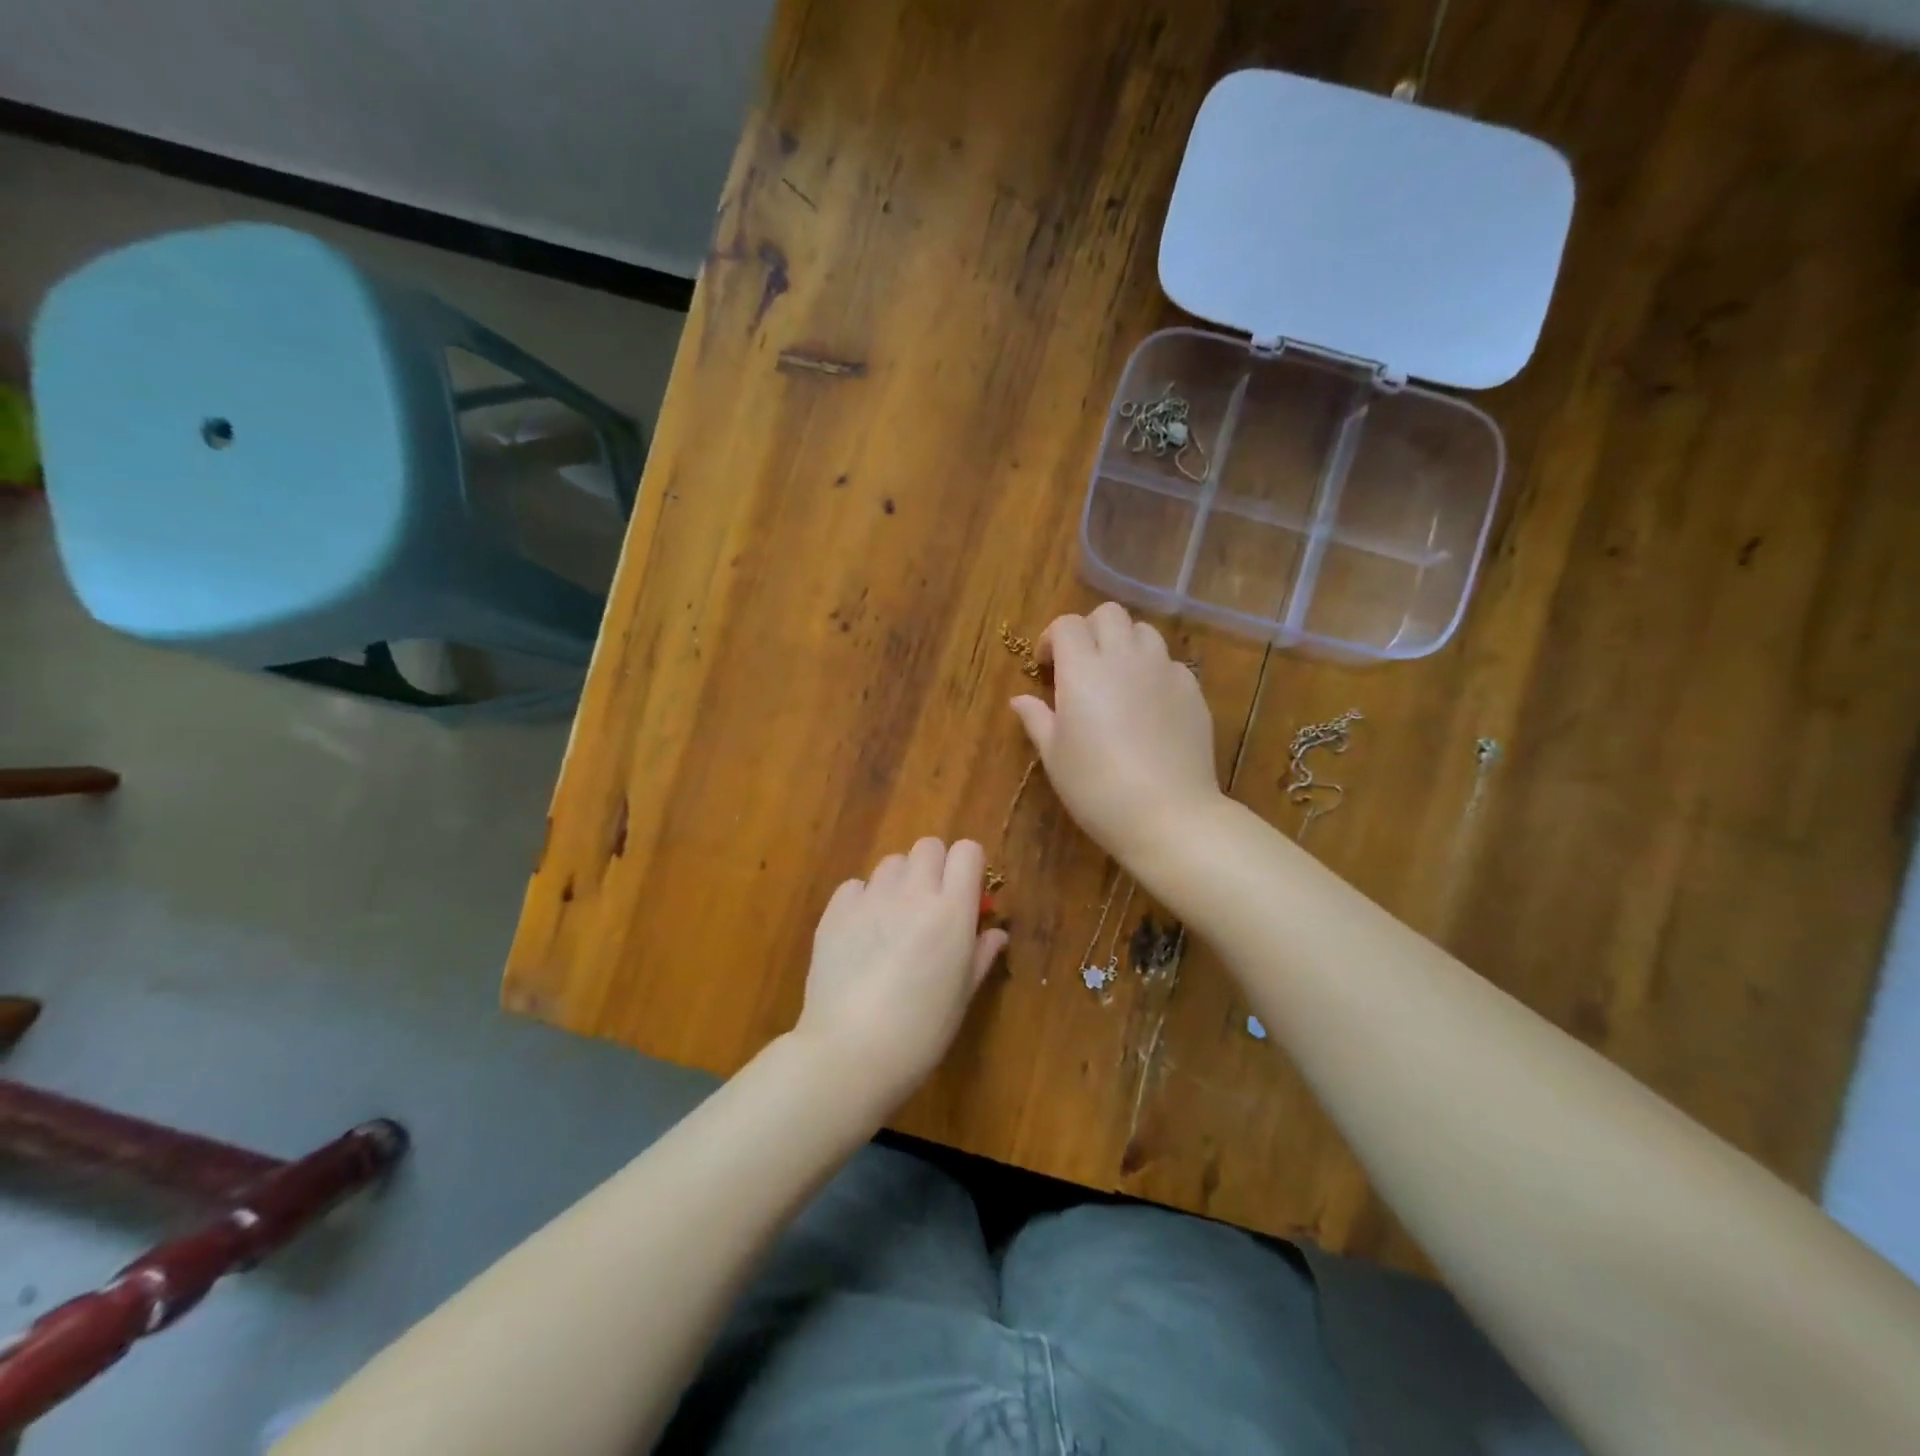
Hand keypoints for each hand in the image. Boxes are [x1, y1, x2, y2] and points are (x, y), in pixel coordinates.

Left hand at [794, 838, 1007, 1111]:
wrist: (850, 1053)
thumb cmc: (920, 1033)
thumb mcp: (961, 997)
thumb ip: (980, 955)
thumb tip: (995, 932)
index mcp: (951, 911)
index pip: (967, 851)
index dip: (969, 867)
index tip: (966, 893)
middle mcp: (913, 893)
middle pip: (928, 846)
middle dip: (934, 867)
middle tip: (931, 905)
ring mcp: (870, 899)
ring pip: (891, 863)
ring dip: (899, 882)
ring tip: (893, 919)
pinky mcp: (835, 911)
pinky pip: (855, 885)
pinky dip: (862, 899)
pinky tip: (860, 933)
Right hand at [1010, 602, 1223, 867]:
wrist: (1167, 814)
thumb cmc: (1096, 788)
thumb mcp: (1054, 756)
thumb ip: (1037, 719)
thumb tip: (1019, 700)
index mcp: (1083, 670)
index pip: (1066, 625)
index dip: (1052, 639)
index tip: (1047, 668)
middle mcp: (1125, 658)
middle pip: (1108, 614)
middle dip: (1089, 631)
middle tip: (1081, 666)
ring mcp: (1164, 670)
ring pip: (1144, 632)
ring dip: (1124, 644)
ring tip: (1117, 678)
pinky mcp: (1192, 690)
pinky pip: (1170, 663)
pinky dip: (1154, 671)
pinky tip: (1149, 705)